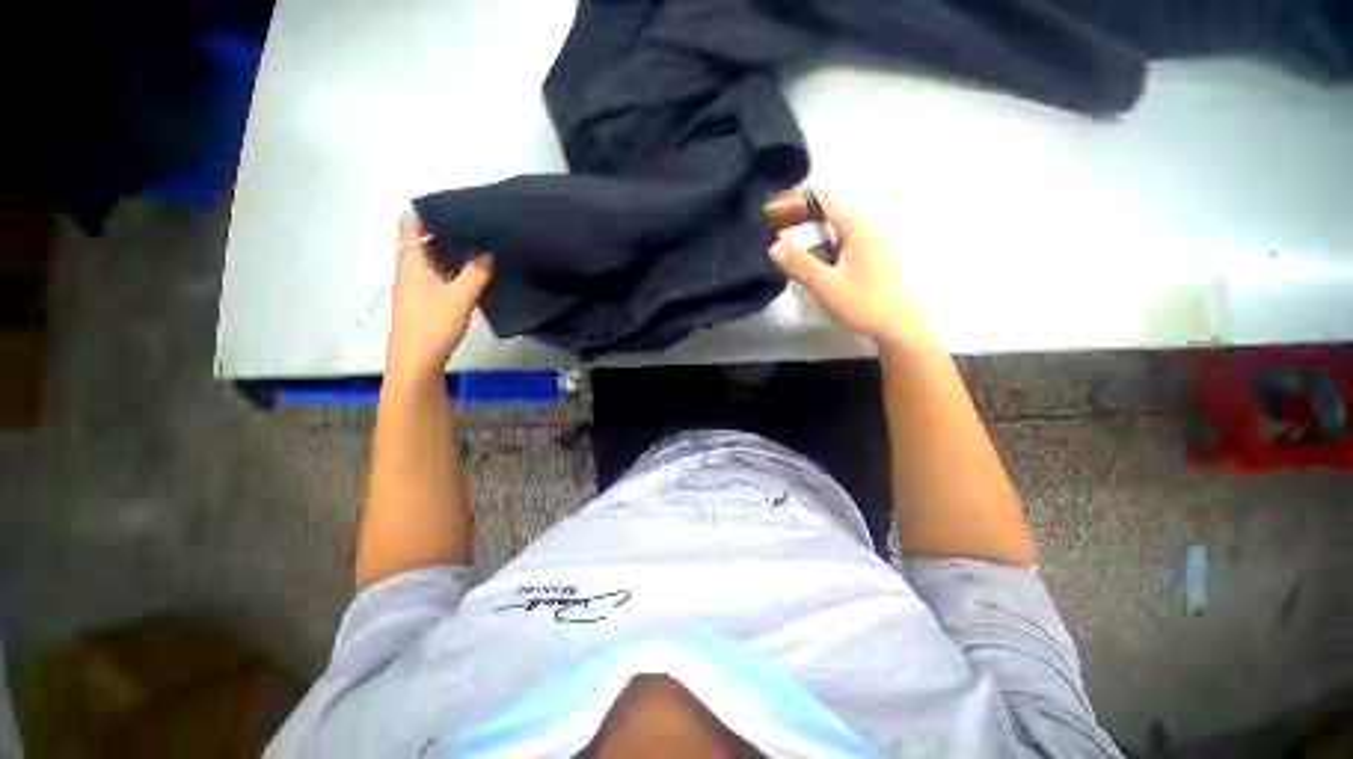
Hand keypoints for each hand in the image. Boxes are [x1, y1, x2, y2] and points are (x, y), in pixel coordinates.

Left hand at [386, 211, 493, 380]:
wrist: (417, 359)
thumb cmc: (433, 324)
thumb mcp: (461, 296)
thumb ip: (477, 272)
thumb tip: (491, 251)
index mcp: (412, 259)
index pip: (412, 221)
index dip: (430, 208)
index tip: (457, 202)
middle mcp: (411, 265)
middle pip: (424, 236)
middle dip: (447, 226)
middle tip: (478, 219)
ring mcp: (418, 281)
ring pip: (434, 255)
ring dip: (452, 246)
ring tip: (481, 239)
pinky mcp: (426, 295)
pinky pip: (440, 270)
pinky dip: (454, 264)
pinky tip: (475, 267)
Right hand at [765, 191, 918, 344]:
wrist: (896, 324)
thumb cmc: (862, 303)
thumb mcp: (825, 285)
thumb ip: (799, 263)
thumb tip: (773, 246)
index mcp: (857, 225)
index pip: (819, 200)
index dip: (790, 202)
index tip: (766, 212)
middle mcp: (864, 224)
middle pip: (825, 207)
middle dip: (794, 211)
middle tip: (768, 222)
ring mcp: (868, 237)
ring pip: (830, 221)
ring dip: (804, 224)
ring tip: (780, 234)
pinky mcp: (868, 251)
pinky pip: (836, 235)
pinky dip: (816, 238)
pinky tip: (804, 254)